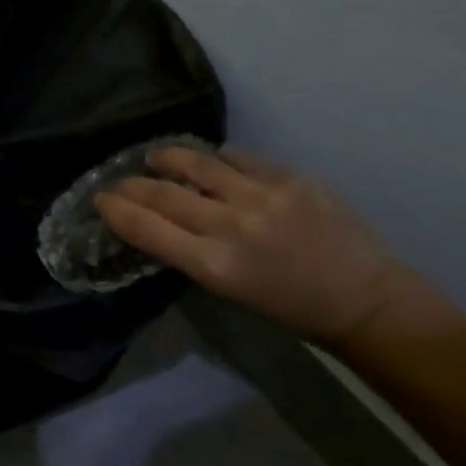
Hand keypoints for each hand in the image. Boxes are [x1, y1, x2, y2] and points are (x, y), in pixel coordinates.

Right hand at [96, 146, 437, 348]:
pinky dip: (216, 159)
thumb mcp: (231, 290)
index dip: (117, 210)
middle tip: (118, 180)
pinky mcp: (288, 176)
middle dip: (132, 185)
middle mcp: (231, 226)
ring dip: (168, 158)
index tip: (102, 200)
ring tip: (154, 156)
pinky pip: (238, 158)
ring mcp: (261, 195)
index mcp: (214, 266)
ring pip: (198, 164)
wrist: (364, 298)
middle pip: (164, 194)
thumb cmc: (292, 309)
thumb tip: (166, 220)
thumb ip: (196, 253)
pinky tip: (210, 161)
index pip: (148, 229)